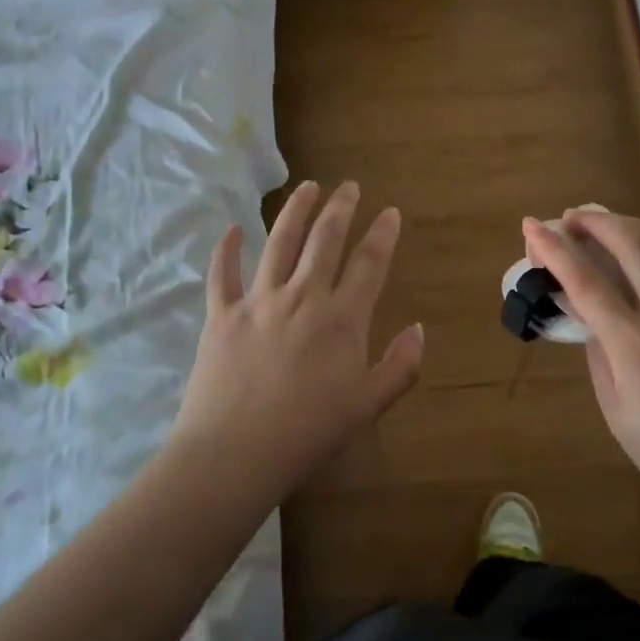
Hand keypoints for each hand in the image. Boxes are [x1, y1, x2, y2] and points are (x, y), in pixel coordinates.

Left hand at [170, 181, 423, 499]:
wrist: (235, 454)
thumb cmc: (308, 434)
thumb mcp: (368, 406)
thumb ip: (400, 365)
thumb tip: (418, 328)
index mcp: (341, 319)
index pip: (369, 263)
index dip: (383, 234)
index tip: (390, 213)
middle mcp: (302, 297)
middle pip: (324, 240)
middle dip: (341, 208)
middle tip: (349, 186)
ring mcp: (258, 302)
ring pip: (278, 242)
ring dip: (295, 211)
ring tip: (307, 187)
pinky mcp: (221, 315)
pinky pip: (222, 274)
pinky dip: (226, 249)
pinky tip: (232, 228)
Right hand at [522, 209, 639, 504]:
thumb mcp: (618, 412)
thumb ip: (599, 356)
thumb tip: (587, 316)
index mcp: (634, 343)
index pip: (585, 281)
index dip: (554, 249)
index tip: (532, 226)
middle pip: (629, 245)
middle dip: (594, 222)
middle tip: (569, 218)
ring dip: (629, 225)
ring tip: (605, 222)